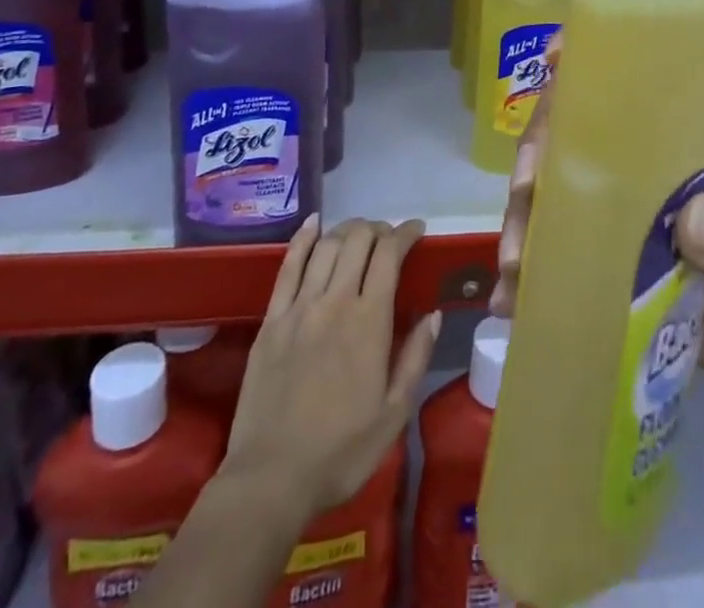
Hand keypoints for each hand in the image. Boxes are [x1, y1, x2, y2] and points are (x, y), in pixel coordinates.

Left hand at [225, 215, 440, 521]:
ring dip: (347, 230)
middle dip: (378, 228)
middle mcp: (335, 301)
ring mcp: (299, 307)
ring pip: (326, 246)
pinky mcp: (271, 320)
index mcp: (369, 321)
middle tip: (388, 237)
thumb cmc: (340, 452)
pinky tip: (313, 223)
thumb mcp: (394, 414)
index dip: (405, 233)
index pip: (389, 255)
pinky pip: (288, 266)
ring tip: (359, 233)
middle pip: (358, 240)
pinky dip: (303, 238)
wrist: (270, 479)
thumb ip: (416, 358)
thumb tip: (433, 314)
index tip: (417, 230)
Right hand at [491, 37, 703, 497]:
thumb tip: (695, 221)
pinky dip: (532, 270)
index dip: (591, 61)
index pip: (635, 80)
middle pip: (577, 132)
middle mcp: (647, 161)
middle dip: (539, 154)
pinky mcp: (608, 257)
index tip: (553, 61)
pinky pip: (559, 248)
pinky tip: (513, 300)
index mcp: (688, 135)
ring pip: (557, 190)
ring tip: (515, 268)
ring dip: (526, 218)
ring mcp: (623, 210)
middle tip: (523, 196)